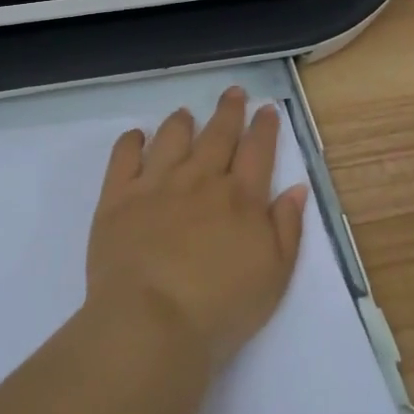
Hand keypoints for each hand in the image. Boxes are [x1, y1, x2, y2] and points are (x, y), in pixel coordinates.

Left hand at [86, 88, 308, 372]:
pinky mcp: (118, 196)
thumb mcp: (274, 276)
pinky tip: (137, 136)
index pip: (257, 151)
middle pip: (217, 135)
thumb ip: (287, 228)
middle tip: (234, 92)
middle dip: (229, 111)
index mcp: (240, 198)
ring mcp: (156, 183)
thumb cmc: (220, 308)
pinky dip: (131, 141)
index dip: (264, 127)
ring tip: (186, 112)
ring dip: (181, 122)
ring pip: (172, 138)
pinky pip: (124, 156)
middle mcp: (200, 180)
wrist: (151, 321)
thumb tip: (296, 188)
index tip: (266, 108)